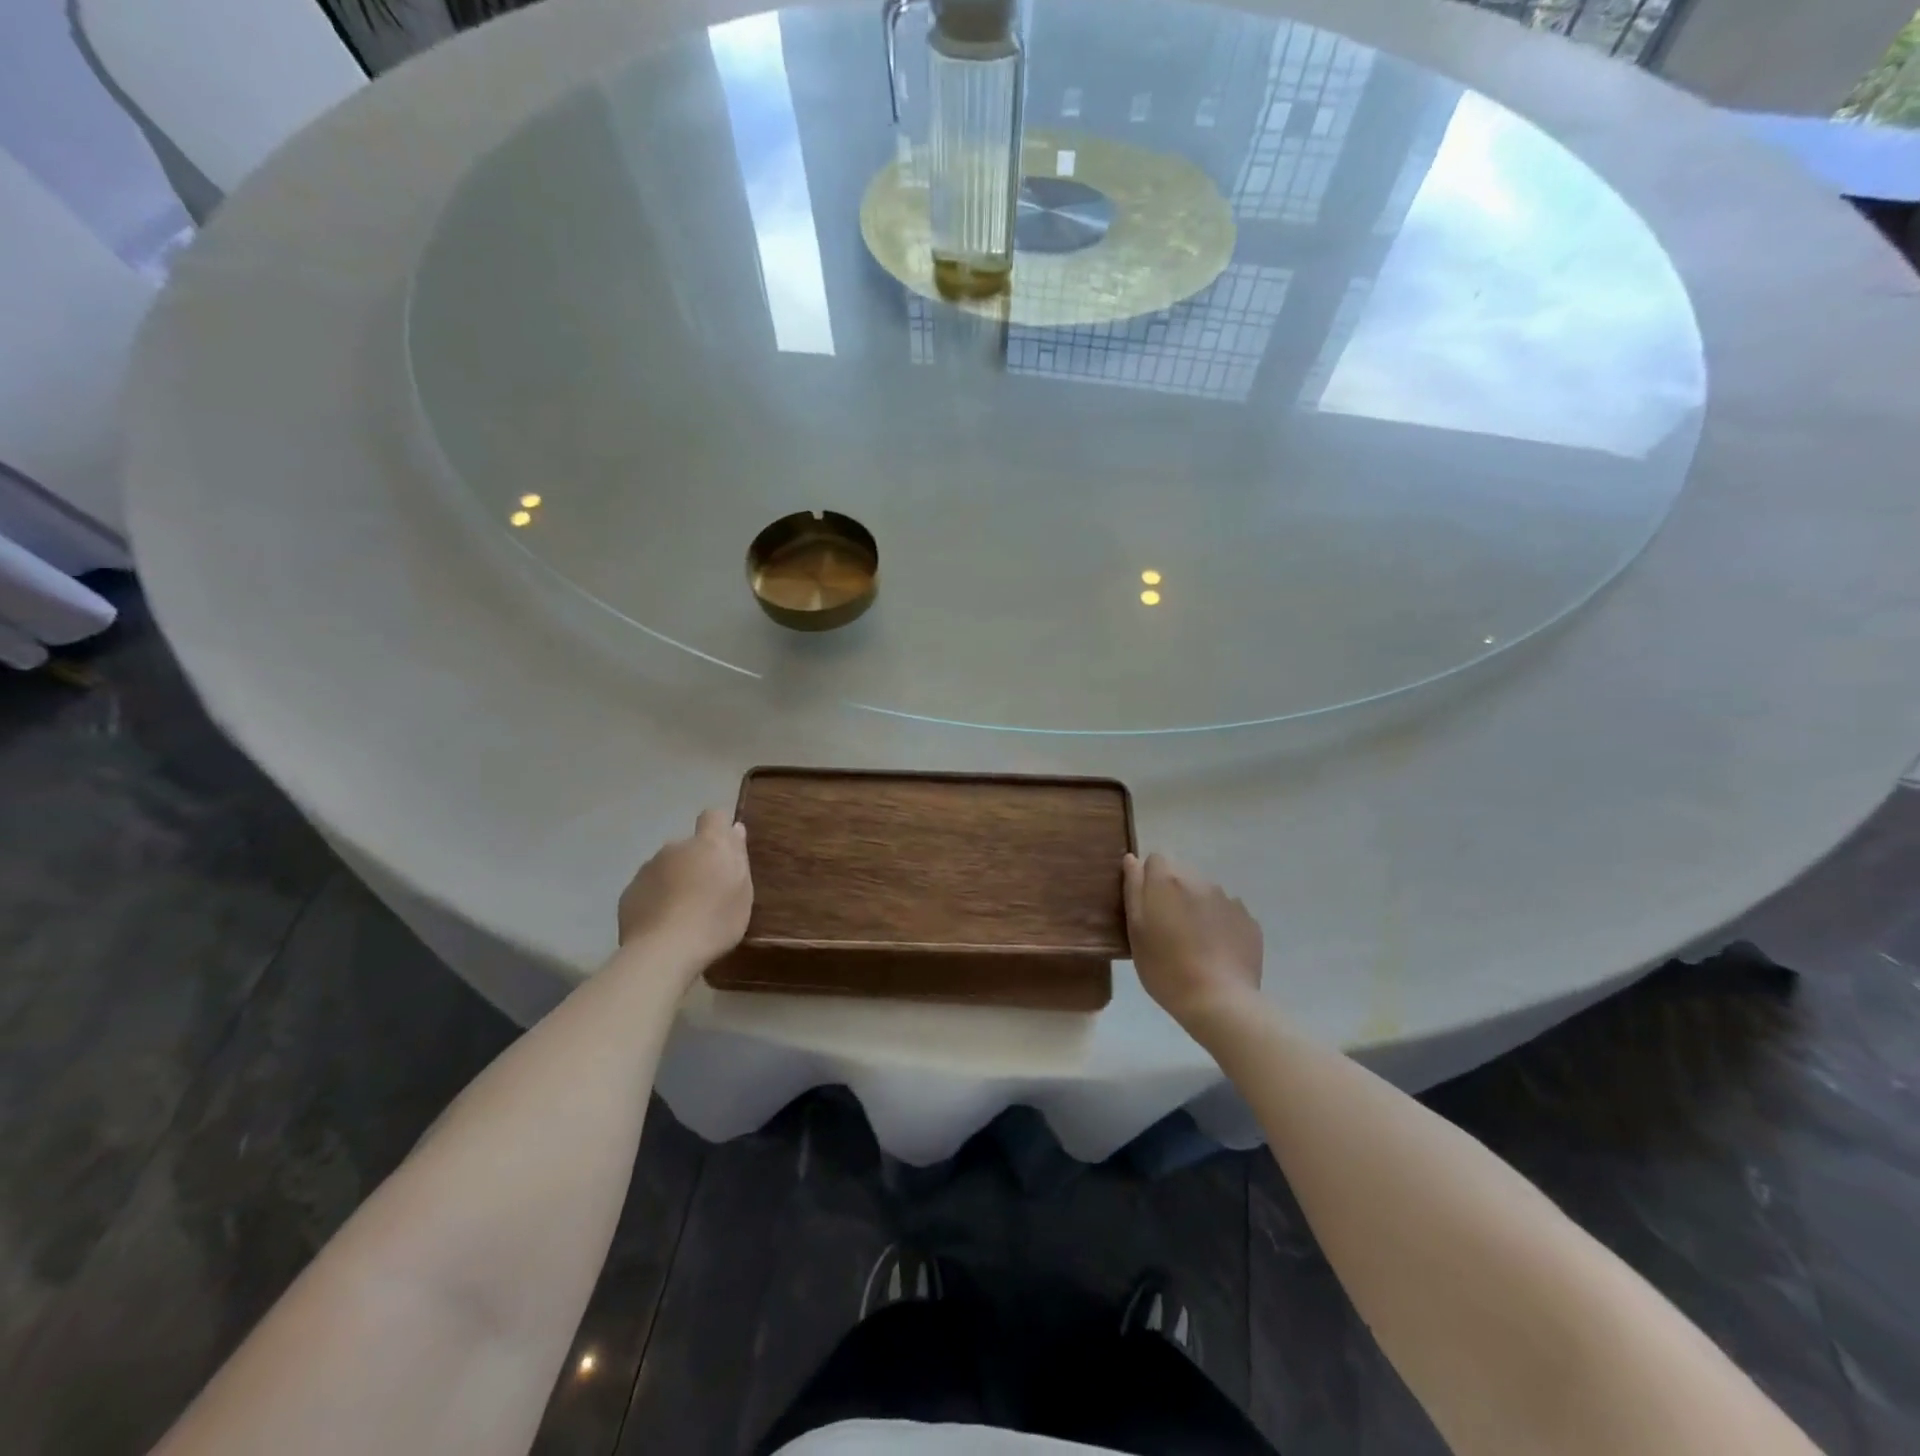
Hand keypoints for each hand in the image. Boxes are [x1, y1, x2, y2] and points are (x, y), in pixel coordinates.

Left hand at [617, 810, 752, 968]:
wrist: (663, 952)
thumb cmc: (715, 921)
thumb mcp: (742, 891)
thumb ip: (738, 856)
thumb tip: (734, 829)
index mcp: (708, 844)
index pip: (714, 816)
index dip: (719, 828)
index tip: (725, 850)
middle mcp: (675, 848)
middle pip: (689, 846)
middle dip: (696, 862)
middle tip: (707, 893)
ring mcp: (647, 869)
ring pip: (666, 867)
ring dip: (675, 880)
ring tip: (683, 913)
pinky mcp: (629, 893)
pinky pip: (648, 888)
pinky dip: (656, 899)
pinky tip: (663, 924)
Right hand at [1123, 852, 1262, 1026]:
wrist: (1219, 1002)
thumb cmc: (1165, 968)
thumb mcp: (1136, 931)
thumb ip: (1133, 890)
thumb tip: (1133, 860)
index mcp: (1168, 881)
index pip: (1155, 860)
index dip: (1148, 880)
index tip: (1147, 907)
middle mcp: (1200, 881)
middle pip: (1182, 875)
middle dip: (1173, 893)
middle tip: (1167, 928)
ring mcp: (1228, 900)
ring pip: (1206, 893)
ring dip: (1197, 906)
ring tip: (1194, 942)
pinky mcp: (1248, 921)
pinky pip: (1228, 912)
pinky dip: (1220, 923)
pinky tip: (1216, 951)